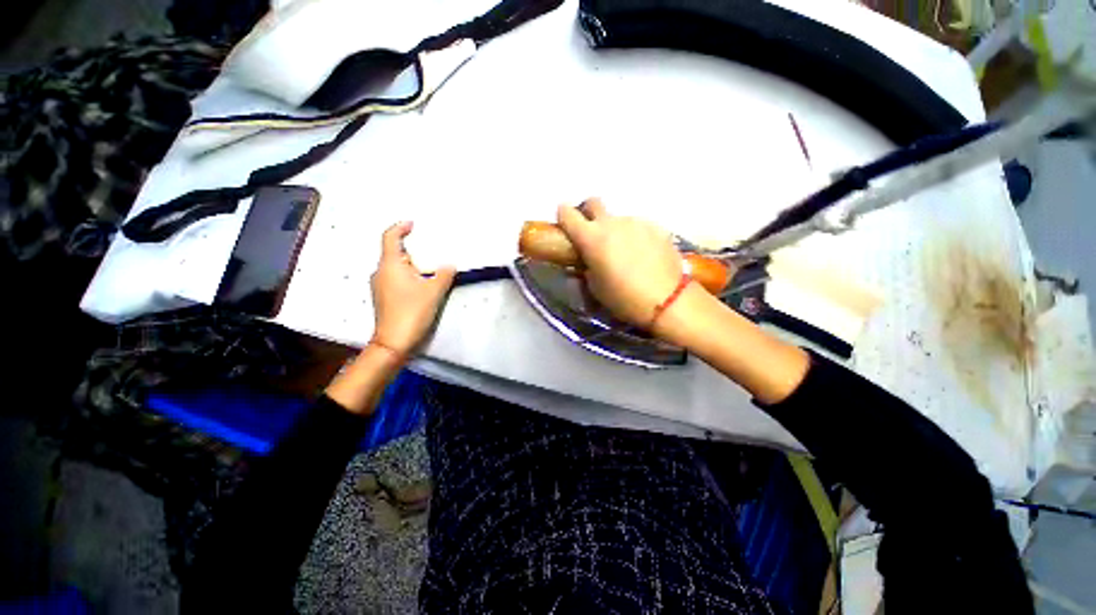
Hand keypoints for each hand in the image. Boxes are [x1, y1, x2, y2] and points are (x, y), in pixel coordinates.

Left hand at [370, 221, 455, 354]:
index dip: (400, 228)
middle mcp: (381, 272)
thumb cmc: (412, 311)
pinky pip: (396, 279)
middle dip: (413, 250)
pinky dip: (409, 277)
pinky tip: (422, 286)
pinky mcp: (384, 298)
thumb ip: (444, 274)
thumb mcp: (434, 291)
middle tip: (432, 252)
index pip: (389, 237)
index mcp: (390, 265)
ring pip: (397, 268)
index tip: (413, 224)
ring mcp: (380, 286)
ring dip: (412, 266)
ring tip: (431, 270)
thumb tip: (449, 265)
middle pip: (395, 253)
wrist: (394, 342)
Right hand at [556, 199, 683, 327]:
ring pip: (618, 219)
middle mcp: (611, 223)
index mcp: (591, 237)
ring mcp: (636, 222)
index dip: (563, 216)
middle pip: (593, 203)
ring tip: (624, 253)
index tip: (565, 224)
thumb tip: (587, 260)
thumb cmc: (623, 298)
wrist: (667, 301)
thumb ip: (586, 267)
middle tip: (592, 234)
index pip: (567, 213)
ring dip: (615, 230)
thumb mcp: (595, 287)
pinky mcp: (656, 227)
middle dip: (588, 213)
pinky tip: (643, 255)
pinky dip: (635, 236)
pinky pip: (638, 227)